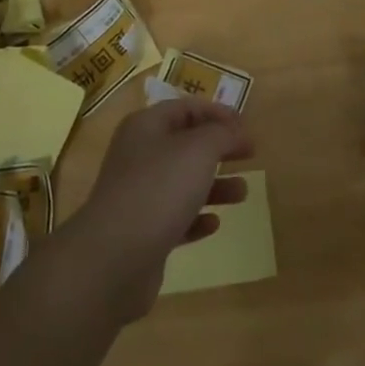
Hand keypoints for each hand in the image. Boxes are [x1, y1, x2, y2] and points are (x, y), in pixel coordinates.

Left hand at [61, 98, 254, 323]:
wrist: (114, 257)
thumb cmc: (159, 189)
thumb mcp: (198, 150)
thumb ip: (221, 134)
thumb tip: (234, 131)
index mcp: (146, 127)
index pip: (185, 108)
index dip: (217, 113)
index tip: (245, 127)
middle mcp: (139, 156)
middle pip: (185, 144)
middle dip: (219, 148)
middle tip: (250, 155)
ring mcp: (138, 195)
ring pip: (183, 182)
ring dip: (214, 185)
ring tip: (243, 193)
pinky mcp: (142, 233)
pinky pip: (175, 218)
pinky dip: (196, 218)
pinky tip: (214, 224)